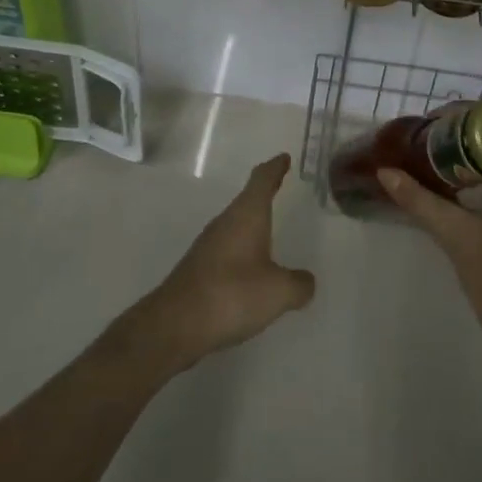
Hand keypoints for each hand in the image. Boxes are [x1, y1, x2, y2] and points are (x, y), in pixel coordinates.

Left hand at [122, 154, 316, 374]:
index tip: (283, 158)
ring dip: (252, 223)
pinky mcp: (199, 268)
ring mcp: (208, 244)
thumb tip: (306, 282)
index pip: (262, 179)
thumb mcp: (278, 291)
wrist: (175, 324)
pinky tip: (250, 269)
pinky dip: (242, 249)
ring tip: (269, 229)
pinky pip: (227, 248)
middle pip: (247, 199)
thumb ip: (298, 284)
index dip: (275, 167)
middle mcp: (226, 222)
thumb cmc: (232, 294)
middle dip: (264, 193)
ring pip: (236, 224)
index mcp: (247, 215)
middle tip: (280, 186)